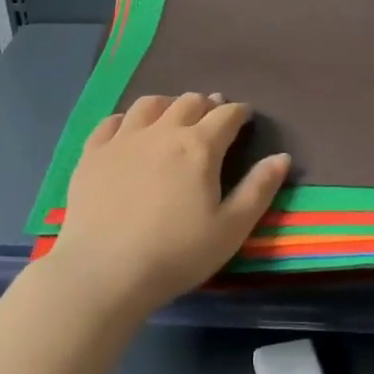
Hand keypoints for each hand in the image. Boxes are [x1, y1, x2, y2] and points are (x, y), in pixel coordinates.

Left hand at [45, 93, 290, 317]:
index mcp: (199, 147)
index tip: (245, 116)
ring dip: (168, 104)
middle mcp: (162, 132)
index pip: (226, 116)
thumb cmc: (176, 254)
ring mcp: (123, 139)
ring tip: (172, 115)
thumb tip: (281, 157)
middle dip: (206, 104)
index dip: (239, 112)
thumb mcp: (231, 229)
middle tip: (212, 115)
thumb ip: (259, 189)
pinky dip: (126, 119)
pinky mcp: (92, 153)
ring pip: (149, 104)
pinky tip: (128, 129)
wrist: (105, 271)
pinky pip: (111, 122)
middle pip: (188, 102)